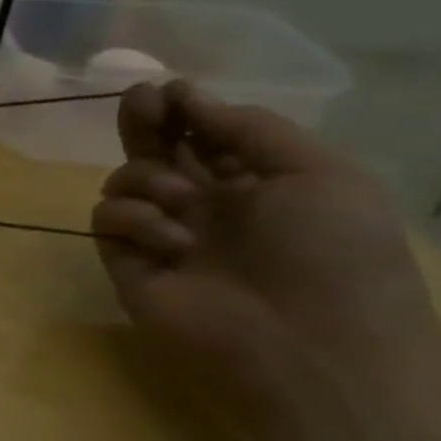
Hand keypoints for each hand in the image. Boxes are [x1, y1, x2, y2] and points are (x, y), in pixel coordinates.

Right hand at [92, 81, 440, 437]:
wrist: (308, 349)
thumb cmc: (332, 256)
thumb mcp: (321, 174)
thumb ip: (251, 127)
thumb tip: (188, 98)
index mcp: (261, 185)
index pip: (209, 136)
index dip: (187, 110)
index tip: (170, 91)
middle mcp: (208, 205)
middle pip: (158, 150)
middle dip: (145, 121)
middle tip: (138, 99)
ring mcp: (164, 233)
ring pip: (126, 179)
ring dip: (148, 179)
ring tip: (182, 206)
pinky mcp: (127, 260)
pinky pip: (108, 218)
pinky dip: (133, 219)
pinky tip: (170, 243)